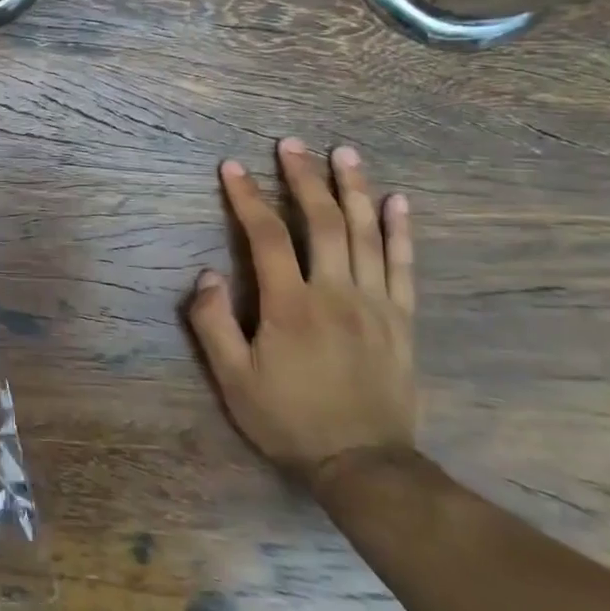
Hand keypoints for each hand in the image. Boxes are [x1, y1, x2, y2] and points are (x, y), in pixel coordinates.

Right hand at [186, 139, 416, 485]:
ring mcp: (375, 304)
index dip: (248, 198)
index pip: (267, 237)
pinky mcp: (401, 319)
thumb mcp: (233, 380)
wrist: (364, 466)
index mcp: (290, 306)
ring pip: (366, 234)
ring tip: (344, 153)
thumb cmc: (289, 420)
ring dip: (354, 189)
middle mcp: (336, 293)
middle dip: (304, 178)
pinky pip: (403, 265)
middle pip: (322, 222)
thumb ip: (212, 323)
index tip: (233, 167)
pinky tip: (398, 201)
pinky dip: (401, 230)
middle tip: (291, 144)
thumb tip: (206, 274)